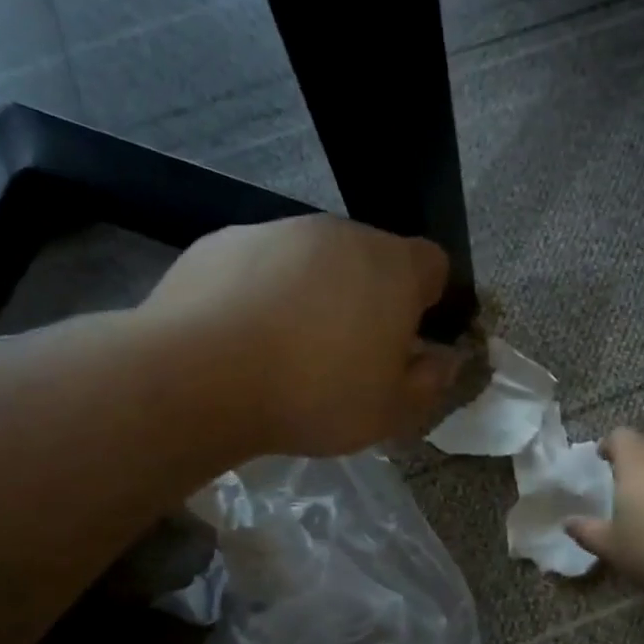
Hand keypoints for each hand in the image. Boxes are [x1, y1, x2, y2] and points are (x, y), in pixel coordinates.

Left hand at [145, 216, 461, 457]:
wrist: (199, 377)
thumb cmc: (314, 395)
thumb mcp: (390, 412)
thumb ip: (429, 383)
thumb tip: (444, 360)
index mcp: (392, 267)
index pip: (433, 263)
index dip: (427, 299)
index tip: (407, 339)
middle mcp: (339, 234)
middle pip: (370, 258)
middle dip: (368, 296)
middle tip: (346, 352)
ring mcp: (277, 231)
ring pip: (313, 259)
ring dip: (313, 291)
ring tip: (285, 347)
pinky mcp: (223, 241)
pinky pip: (260, 263)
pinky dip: (261, 289)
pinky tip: (240, 334)